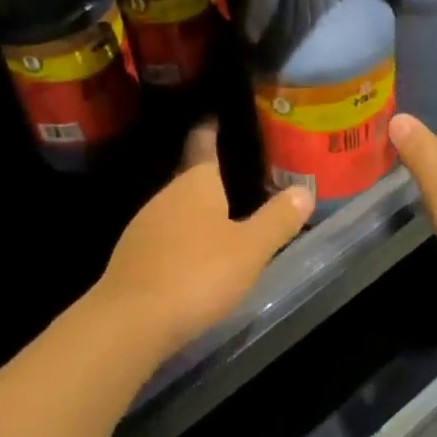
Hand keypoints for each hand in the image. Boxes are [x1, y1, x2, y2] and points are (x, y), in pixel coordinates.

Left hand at [96, 125, 313, 356]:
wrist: (132, 320)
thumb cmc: (198, 274)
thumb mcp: (250, 249)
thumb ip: (277, 220)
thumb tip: (304, 190)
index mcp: (195, 185)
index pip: (203, 146)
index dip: (210, 131)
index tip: (214, 116)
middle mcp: (165, 197)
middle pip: (189, 180)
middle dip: (209, 179)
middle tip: (238, 176)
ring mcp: (143, 227)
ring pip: (175, 211)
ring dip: (195, 213)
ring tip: (221, 218)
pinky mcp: (132, 258)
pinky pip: (164, 238)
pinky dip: (181, 240)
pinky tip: (194, 257)